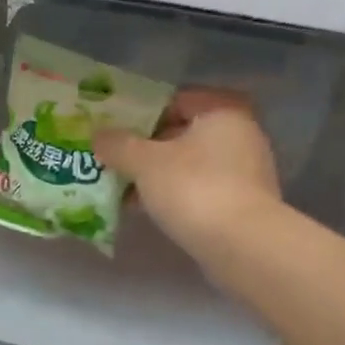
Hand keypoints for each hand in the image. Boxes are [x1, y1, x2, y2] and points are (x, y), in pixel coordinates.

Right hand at [96, 89, 281, 264]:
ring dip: (159, 175)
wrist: (241, 245)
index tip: (117, 130)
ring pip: (191, 164)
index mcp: (223, 112)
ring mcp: (246, 171)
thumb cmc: (193, 188)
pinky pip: (201, 189)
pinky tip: (148, 210)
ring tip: (124, 189)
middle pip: (184, 133)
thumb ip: (118, 145)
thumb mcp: (145, 162)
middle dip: (148, 148)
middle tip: (116, 160)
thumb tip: (98, 135)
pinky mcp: (243, 203)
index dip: (144, 112)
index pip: (177, 99)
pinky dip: (176, 195)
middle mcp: (241, 134)